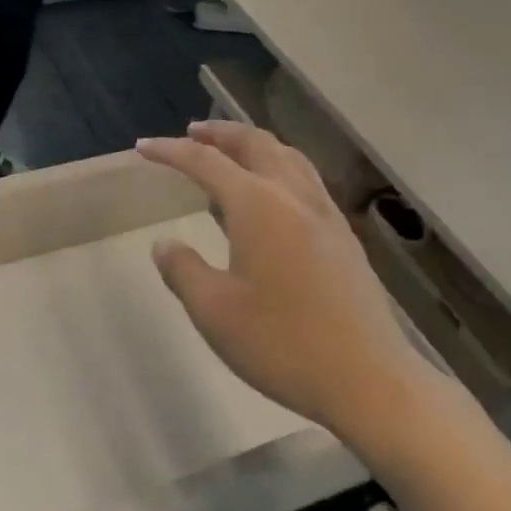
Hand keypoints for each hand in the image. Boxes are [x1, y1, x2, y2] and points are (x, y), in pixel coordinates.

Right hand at [136, 121, 426, 447]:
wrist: (368, 378)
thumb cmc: (283, 344)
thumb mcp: (215, 311)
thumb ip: (183, 270)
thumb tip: (164, 244)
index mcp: (258, 205)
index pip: (206, 162)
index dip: (171, 152)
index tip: (142, 148)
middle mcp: (293, 195)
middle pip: (254, 144)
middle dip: (219, 133)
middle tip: (191, 132)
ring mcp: (325, 213)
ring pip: (287, 155)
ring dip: (253, 143)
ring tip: (230, 150)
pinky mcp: (343, 235)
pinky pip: (305, 178)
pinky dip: (278, 165)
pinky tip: (271, 193)